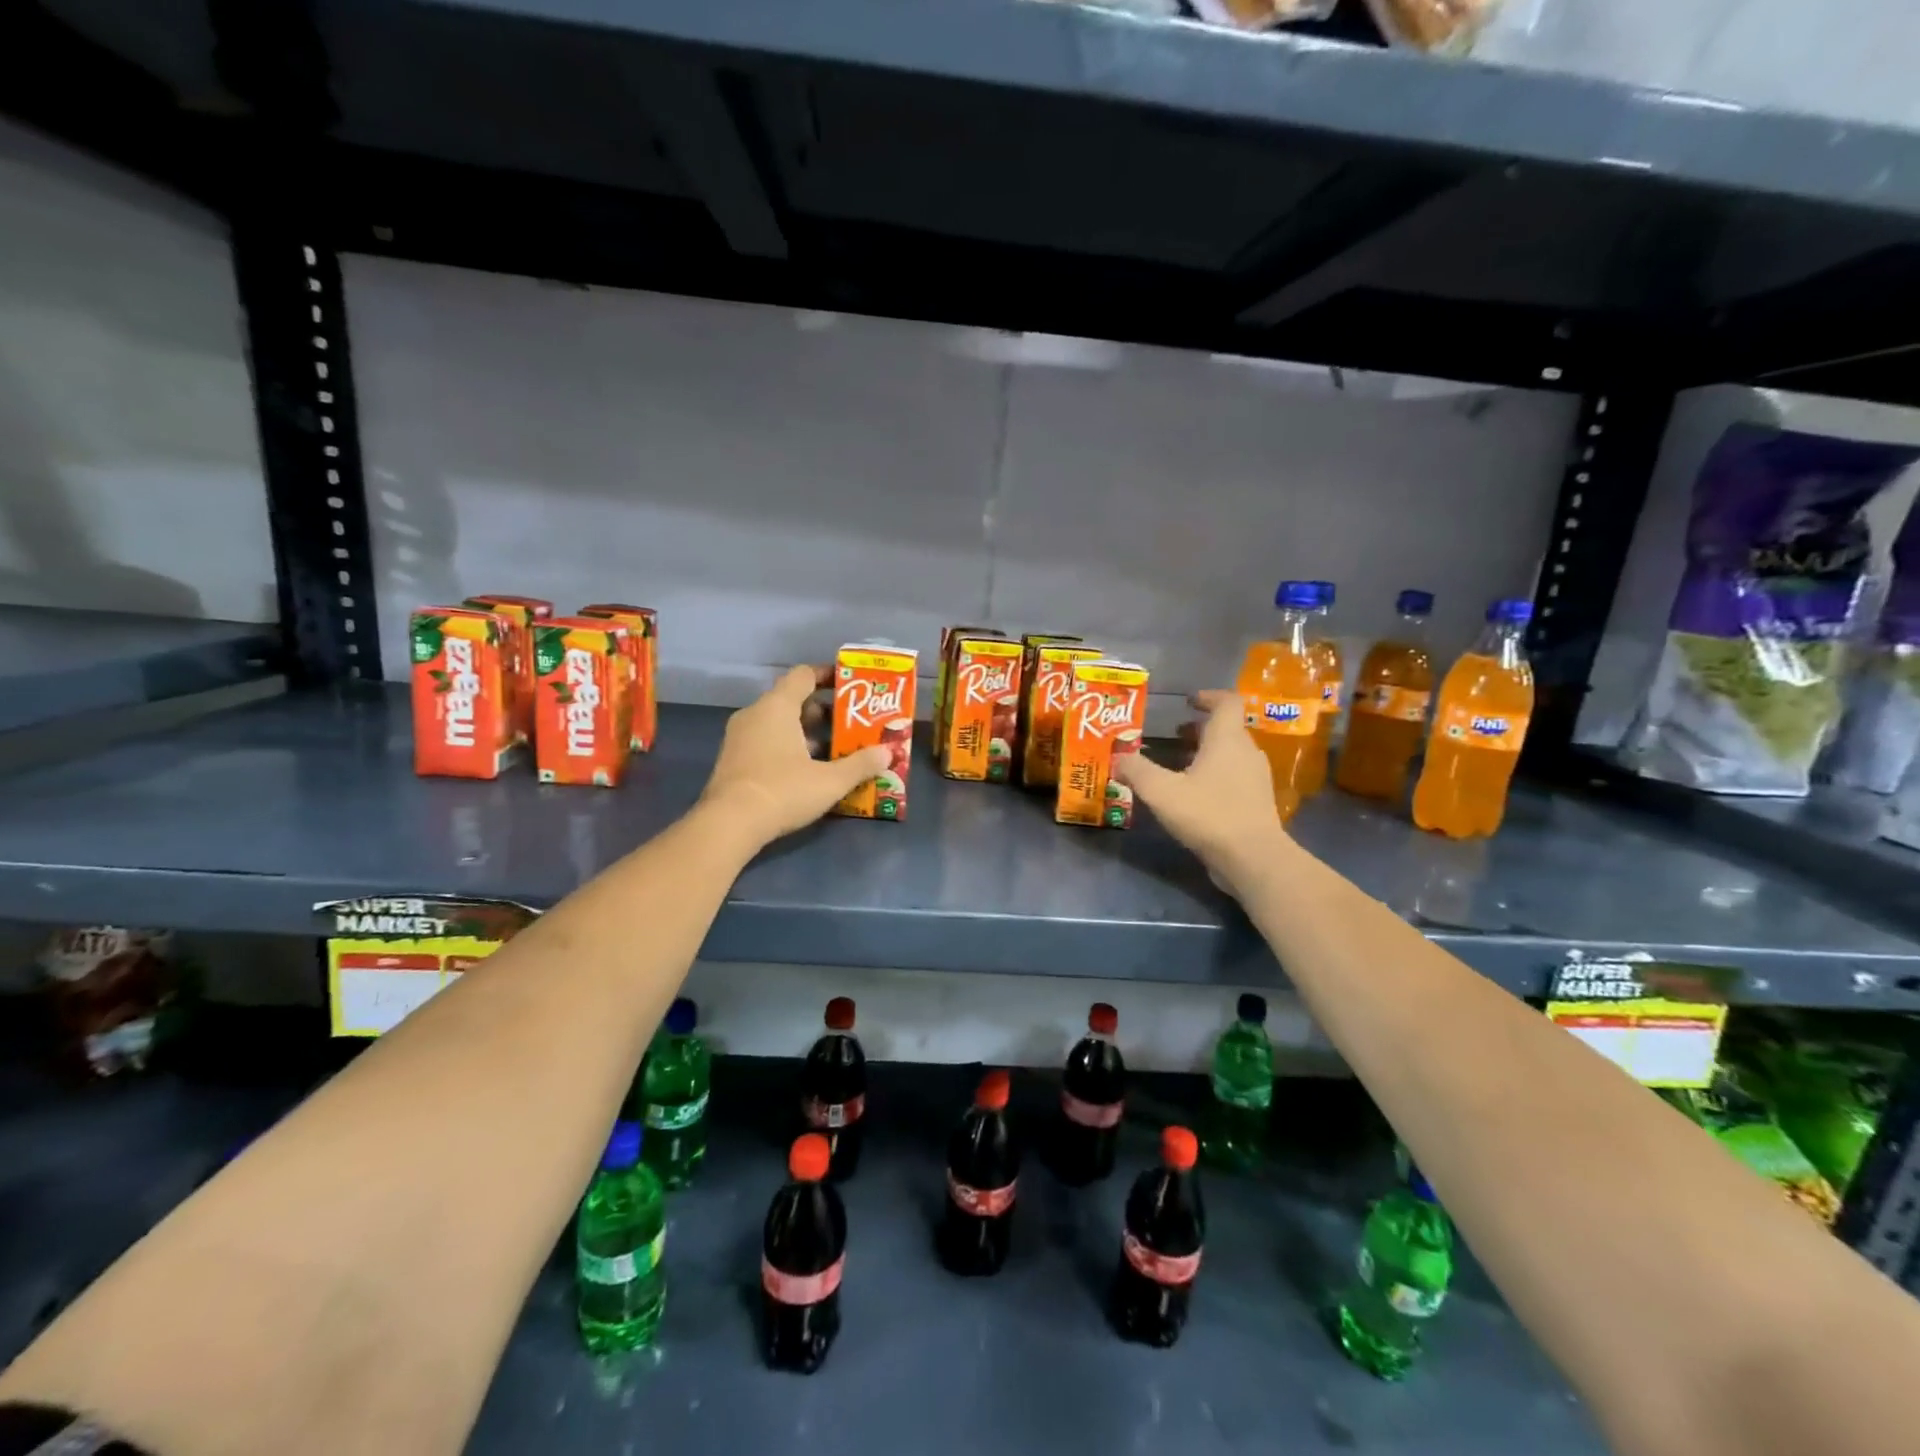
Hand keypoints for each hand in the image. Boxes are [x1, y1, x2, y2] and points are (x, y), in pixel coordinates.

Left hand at [698, 665, 889, 847]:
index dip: (828, 676)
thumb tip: (888, 753)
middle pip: (791, 700)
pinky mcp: (732, 760)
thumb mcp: (830, 781)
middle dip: (821, 711)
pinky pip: (765, 741)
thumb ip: (860, 764)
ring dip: (804, 732)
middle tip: (848, 724)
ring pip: (777, 723)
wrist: (729, 824)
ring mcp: (739, 737)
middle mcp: (754, 714)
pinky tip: (806, 770)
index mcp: (777, 706)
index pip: (803, 675)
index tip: (850, 685)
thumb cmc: (783, 790)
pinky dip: (786, 747)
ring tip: (833, 749)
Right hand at [1111, 690, 1292, 897]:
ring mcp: (1256, 778)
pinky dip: (1215, 776)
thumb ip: (1136, 770)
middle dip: (1199, 729)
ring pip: (1231, 754)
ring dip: (1207, 753)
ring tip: (1179, 764)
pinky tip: (1194, 794)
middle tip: (1174, 735)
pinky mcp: (1257, 803)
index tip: (1189, 702)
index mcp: (1227, 739)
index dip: (1208, 697)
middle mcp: (1246, 752)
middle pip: (1227, 729)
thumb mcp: (1161, 791)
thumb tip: (1117, 756)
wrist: (1253, 858)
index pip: (1227, 702)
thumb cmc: (1208, 814)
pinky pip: (1235, 777)